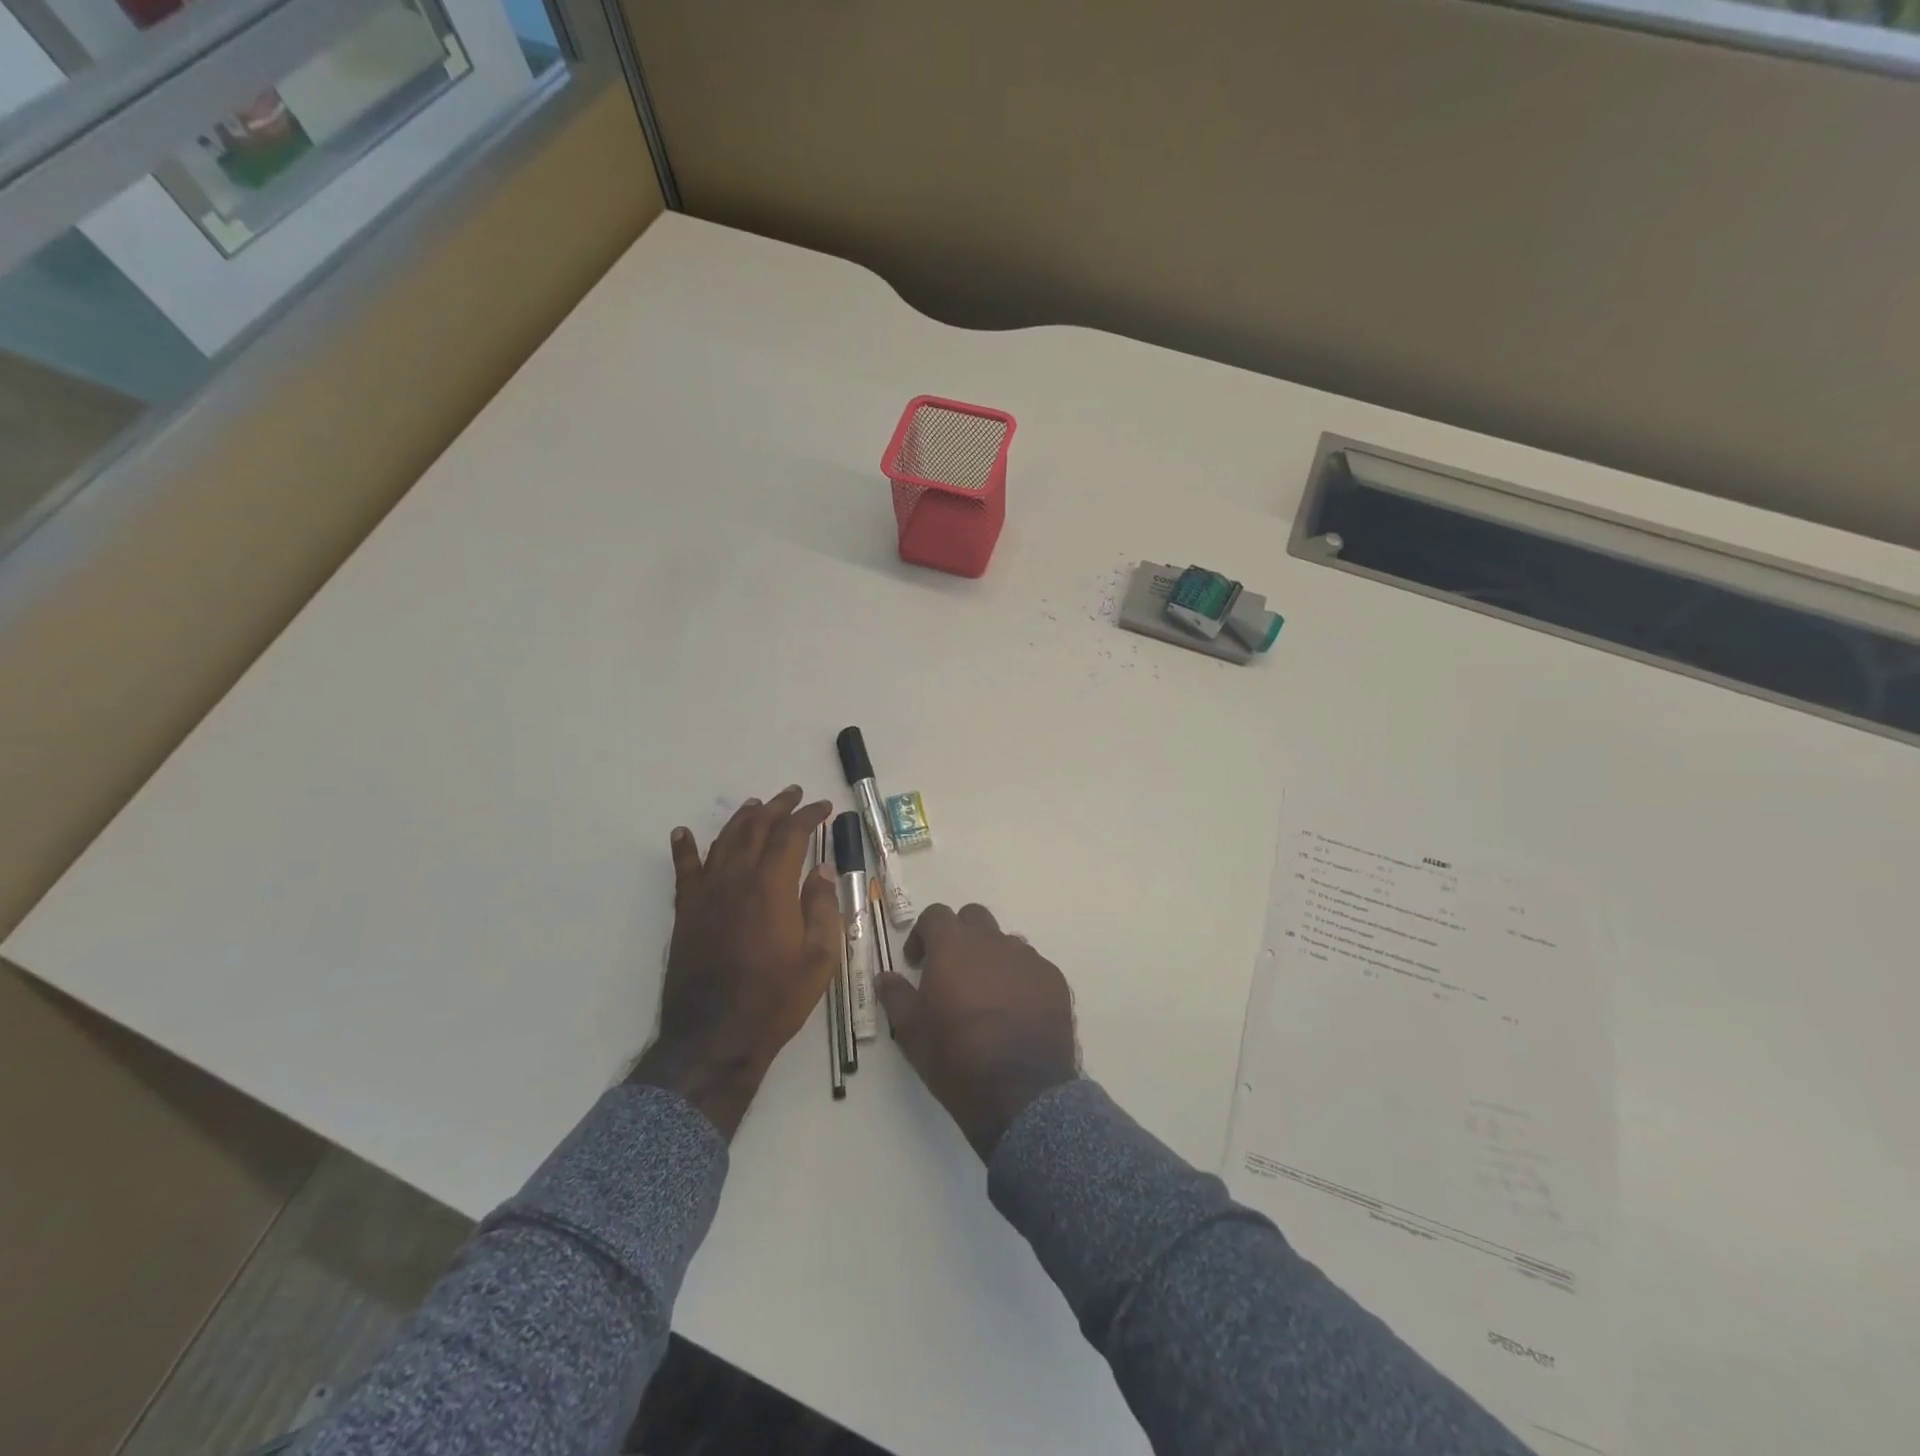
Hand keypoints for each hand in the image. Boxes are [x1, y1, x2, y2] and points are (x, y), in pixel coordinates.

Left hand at [630, 786, 839, 1138]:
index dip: (809, 817)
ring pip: (723, 841)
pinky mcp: (686, 913)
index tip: (825, 807)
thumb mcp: (819, 959)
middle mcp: (736, 880)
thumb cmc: (775, 1000)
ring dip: (742, 819)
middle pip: (756, 829)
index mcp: (772, 888)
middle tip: (793, 794)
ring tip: (756, 805)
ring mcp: (706, 894)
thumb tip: (821, 870)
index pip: (792, 836)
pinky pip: (684, 871)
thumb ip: (822, 908)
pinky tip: (683, 833)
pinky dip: (684, 848)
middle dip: (777, 806)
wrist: (714, 1037)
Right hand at [876, 903, 1078, 1159]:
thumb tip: (886, 977)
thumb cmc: (955, 1057)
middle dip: (960, 936)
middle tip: (952, 971)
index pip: (935, 915)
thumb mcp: (910, 1031)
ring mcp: (1027, 958)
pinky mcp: (1054, 979)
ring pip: (1005, 942)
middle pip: (974, 918)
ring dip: (991, 958)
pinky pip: (1031, 967)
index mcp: (953, 946)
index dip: (922, 934)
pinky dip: (1019, 980)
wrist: (1020, 1091)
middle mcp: (992, 941)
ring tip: (986, 997)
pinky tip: (1016, 1013)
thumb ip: (895, 995)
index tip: (917, 962)